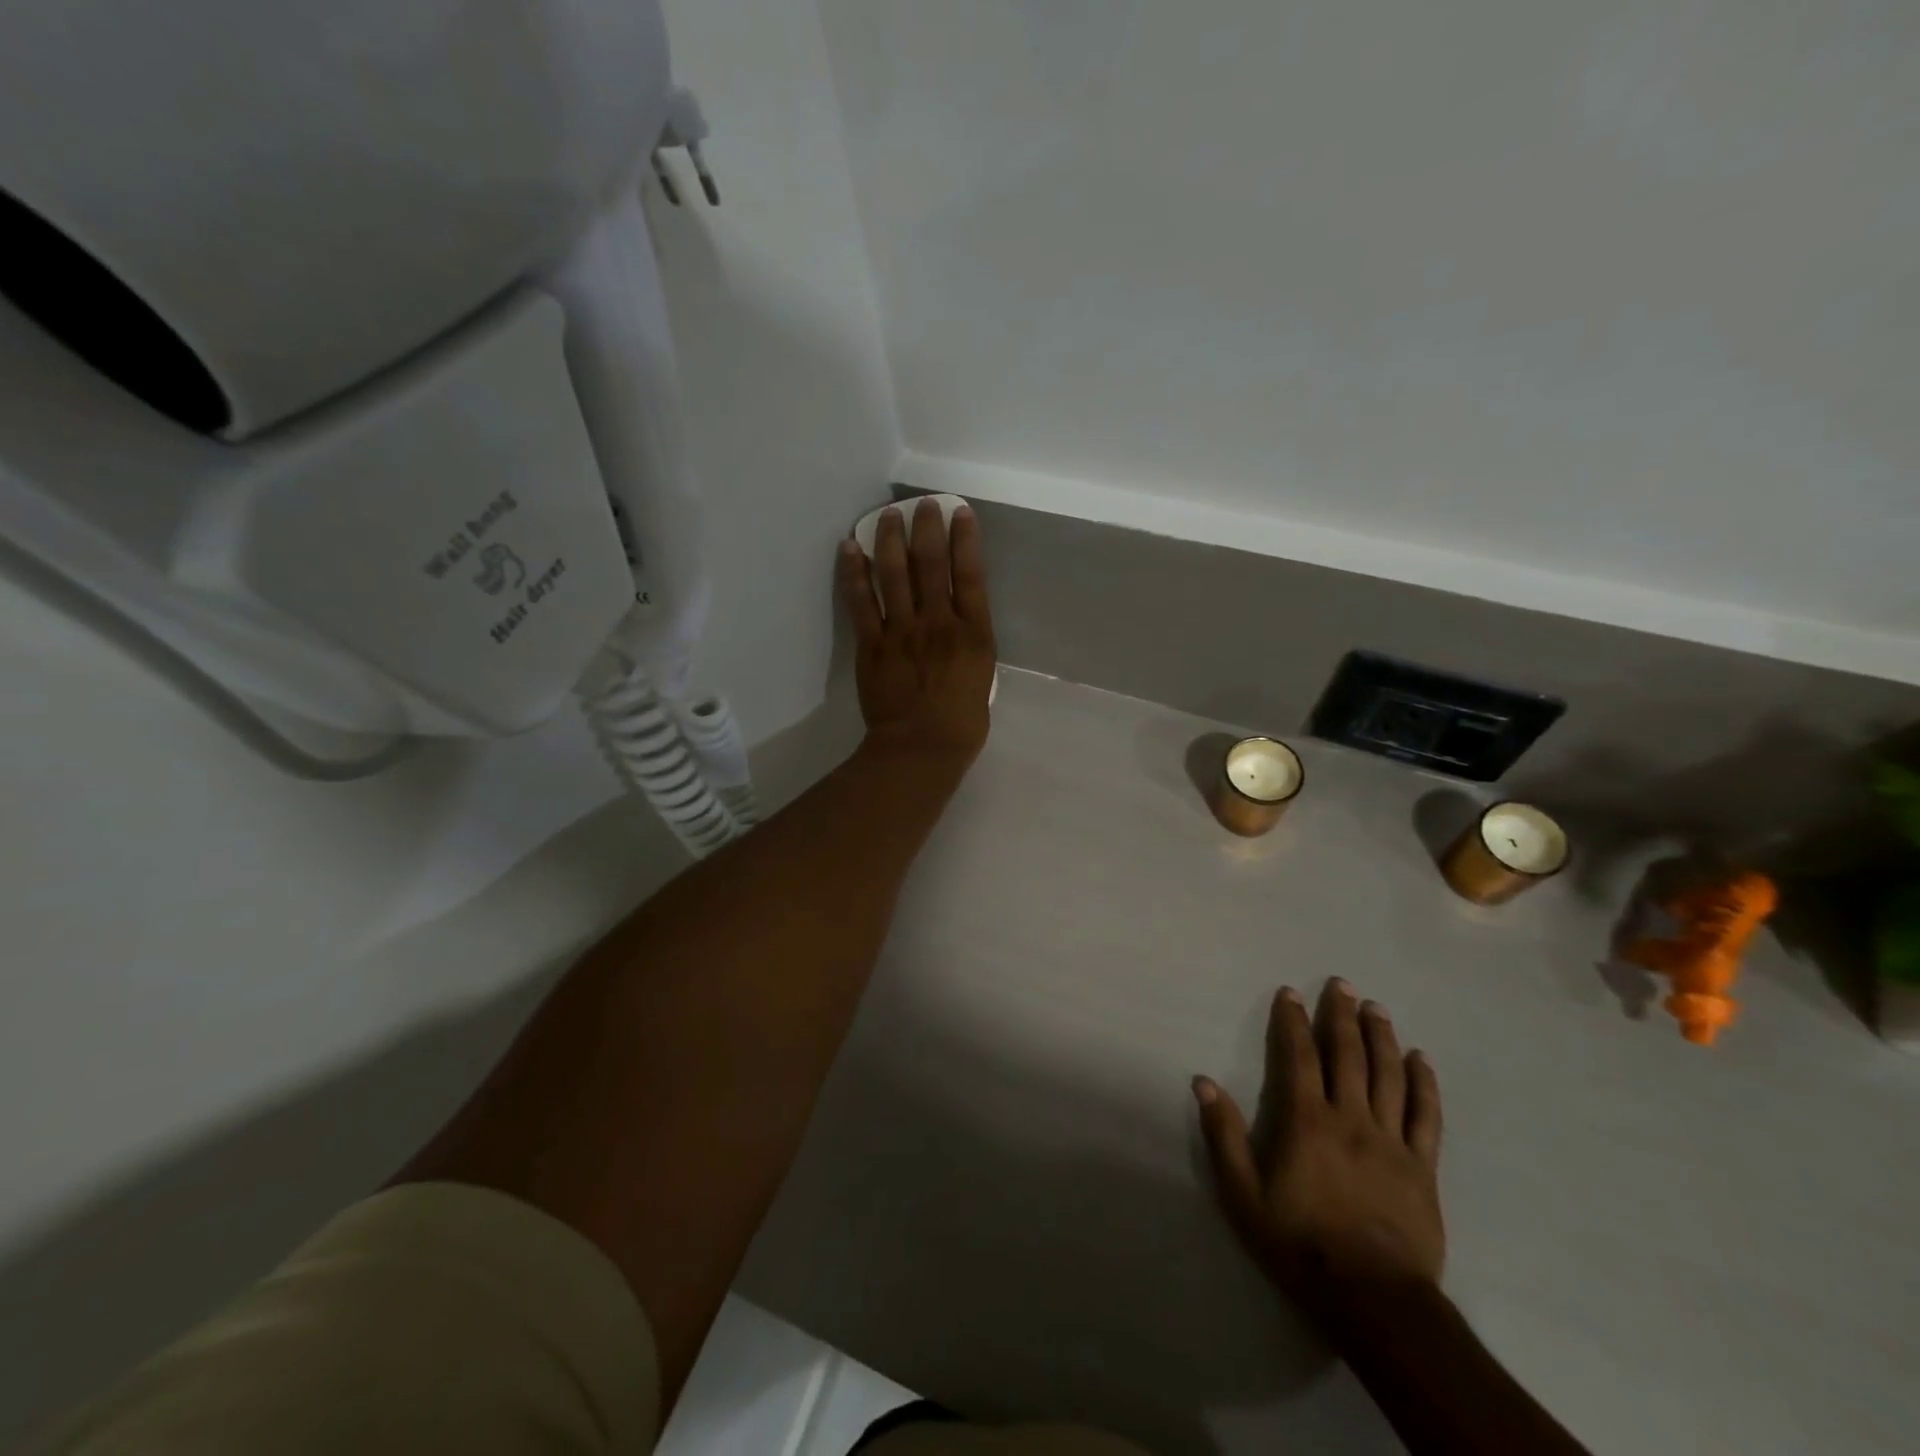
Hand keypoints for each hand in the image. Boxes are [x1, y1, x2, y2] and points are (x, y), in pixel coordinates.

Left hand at [838, 499, 996, 762]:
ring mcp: (903, 631)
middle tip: (923, 504)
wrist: (921, 749)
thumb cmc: (961, 724)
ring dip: (891, 539)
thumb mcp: (981, 680)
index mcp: (974, 633)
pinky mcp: (873, 644)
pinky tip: (850, 548)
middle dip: (928, 527)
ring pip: (895, 573)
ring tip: (888, 515)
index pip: (970, 575)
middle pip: (932, 564)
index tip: (960, 512)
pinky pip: (861, 601)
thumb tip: (954, 626)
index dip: (965, 539)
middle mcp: (939, 622)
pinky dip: (854, 572)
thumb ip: (969, 647)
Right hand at [1194, 979, 1444, 1308]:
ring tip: (1376, 1008)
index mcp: (1307, 1120)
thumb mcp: (1244, 1194)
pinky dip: (1424, 1084)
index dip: (1293, 1021)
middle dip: (1342, 1015)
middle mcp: (1350, 1118)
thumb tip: (1203, 1081)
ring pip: (1388, 1076)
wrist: (1374, 1299)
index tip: (1290, 992)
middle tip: (1342, 984)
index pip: (1298, 1056)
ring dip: (1381, 1037)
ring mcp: (1391, 1141)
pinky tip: (1421, 1060)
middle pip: (1347, 1055)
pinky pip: (1427, 1117)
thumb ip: (1224, 1135)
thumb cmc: (1300, 1243)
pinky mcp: (1423, 1167)